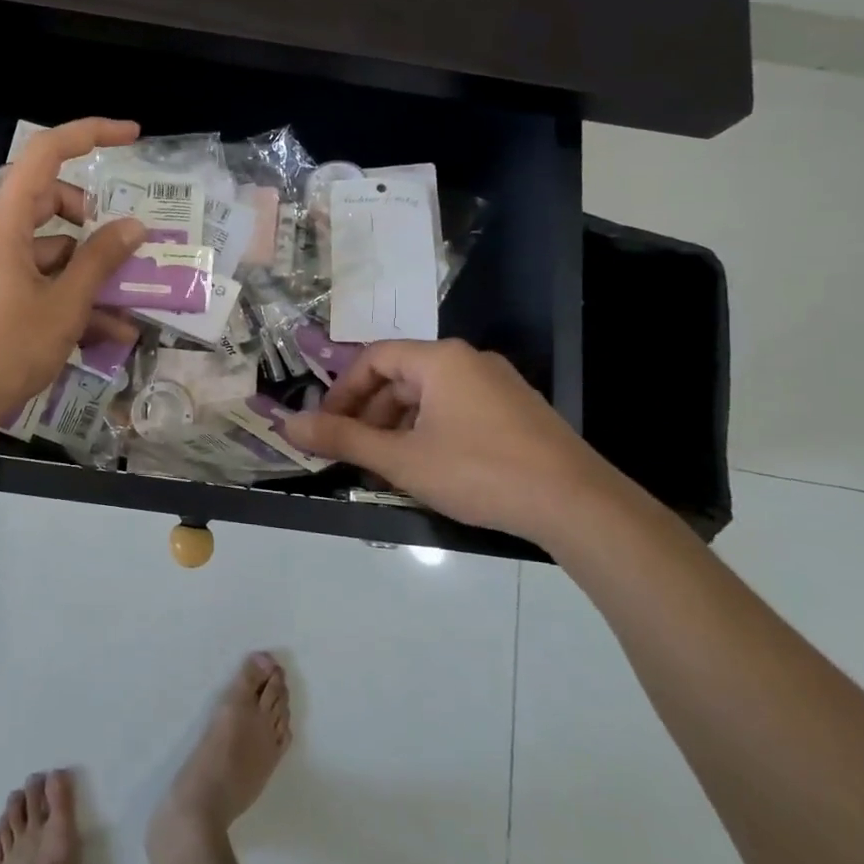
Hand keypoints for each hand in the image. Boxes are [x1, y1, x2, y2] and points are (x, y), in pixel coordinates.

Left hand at [0, 118, 145, 424]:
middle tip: (129, 244)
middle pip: (52, 203)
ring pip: (51, 249)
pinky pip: (39, 279)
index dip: (90, 134)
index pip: (46, 154)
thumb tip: (133, 226)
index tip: (131, 136)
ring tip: (129, 307)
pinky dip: (70, 296)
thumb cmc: (7, 347)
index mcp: (4, 222)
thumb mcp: (65, 304)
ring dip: (90, 273)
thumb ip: (101, 260)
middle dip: (95, 223)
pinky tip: (107, 332)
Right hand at [283, 339, 635, 547]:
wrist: (577, 505)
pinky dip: (429, 432)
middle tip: (353, 452)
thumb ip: (341, 439)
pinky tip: (427, 469)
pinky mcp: (516, 411)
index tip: (326, 426)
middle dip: (369, 414)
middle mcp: (469, 361)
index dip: (342, 391)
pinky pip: (456, 410)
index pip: (373, 358)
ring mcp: (497, 385)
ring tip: (386, 468)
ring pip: (428, 397)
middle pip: (400, 377)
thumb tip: (287, 424)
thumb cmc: (478, 472)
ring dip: (397, 427)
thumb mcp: (401, 458)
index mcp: (440, 359)